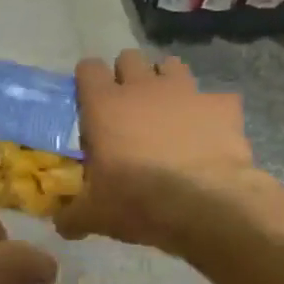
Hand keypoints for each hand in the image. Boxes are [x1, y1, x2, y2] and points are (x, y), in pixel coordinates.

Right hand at [55, 50, 264, 249]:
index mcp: (105, 105)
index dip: (89, 81)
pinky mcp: (222, 104)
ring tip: (169, 110)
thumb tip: (61, 225)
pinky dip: (211, 111)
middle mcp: (143, 87)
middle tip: (129, 107)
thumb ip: (73, 215)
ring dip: (167, 82)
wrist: (206, 204)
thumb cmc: (138, 201)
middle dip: (128, 75)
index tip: (91, 101)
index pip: (88, 68)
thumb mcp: (95, 215)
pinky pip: (215, 98)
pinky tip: (210, 132)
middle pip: (129, 58)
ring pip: (172, 65)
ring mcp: (186, 90)